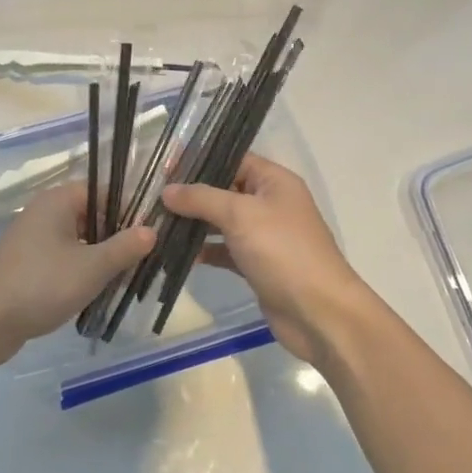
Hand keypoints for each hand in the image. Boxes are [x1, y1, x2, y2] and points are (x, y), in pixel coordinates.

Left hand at [0, 183, 155, 365]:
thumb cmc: (43, 284)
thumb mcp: (92, 267)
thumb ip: (124, 247)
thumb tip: (151, 230)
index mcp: (57, 201)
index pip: (102, 191)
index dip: (129, 209)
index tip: (151, 232)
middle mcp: (43, 212)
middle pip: (91, 215)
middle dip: (116, 236)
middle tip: (144, 258)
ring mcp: (32, 239)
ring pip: (78, 239)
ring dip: (100, 256)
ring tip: (126, 277)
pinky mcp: (27, 264)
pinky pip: (62, 258)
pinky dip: (80, 269)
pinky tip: (96, 291)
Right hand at [161, 154, 374, 368]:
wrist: (319, 313)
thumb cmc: (283, 251)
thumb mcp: (240, 215)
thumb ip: (201, 198)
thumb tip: (167, 191)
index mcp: (274, 181)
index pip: (233, 158)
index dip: (199, 160)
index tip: (164, 166)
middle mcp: (270, 203)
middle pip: (224, 189)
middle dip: (191, 194)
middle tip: (152, 196)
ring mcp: (264, 236)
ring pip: (221, 221)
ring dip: (193, 223)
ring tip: (156, 224)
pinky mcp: (257, 264)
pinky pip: (224, 249)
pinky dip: (204, 250)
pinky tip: (176, 254)